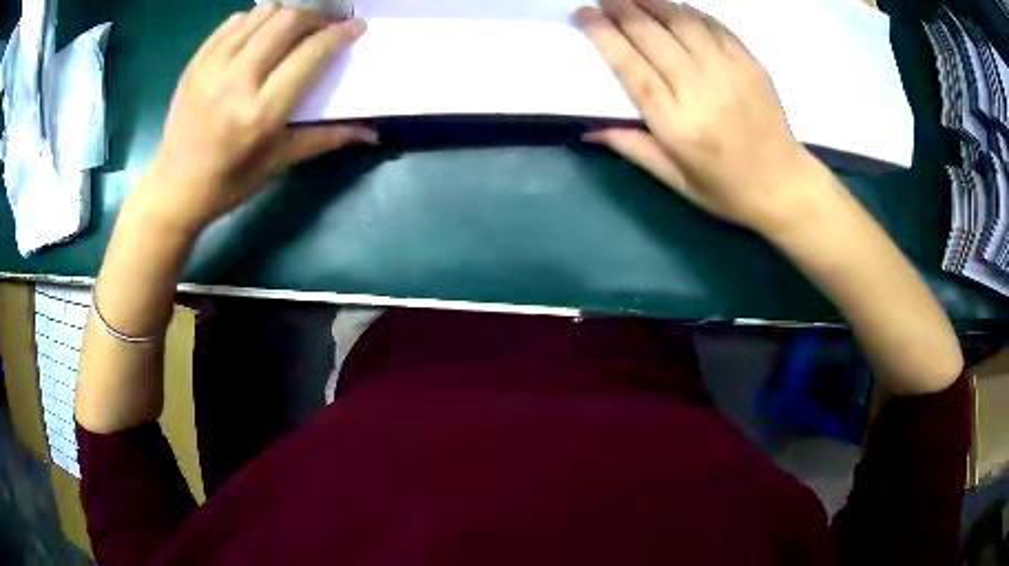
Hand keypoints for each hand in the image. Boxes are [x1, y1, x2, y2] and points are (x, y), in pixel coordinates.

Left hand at [143, 5, 376, 234]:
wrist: (173, 190)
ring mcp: (211, 67)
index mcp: (261, 113)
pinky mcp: (196, 63)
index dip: (339, 34)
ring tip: (292, 30)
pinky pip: (234, 21)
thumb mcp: (278, 164)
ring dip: (286, 15)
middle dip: (315, 17)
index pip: (311, 53)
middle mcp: (236, 81)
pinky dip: (254, 20)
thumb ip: (325, 138)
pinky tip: (259, 36)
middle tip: (323, 29)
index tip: (355, 28)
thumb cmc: (228, 184)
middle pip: (288, 20)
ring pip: (262, 13)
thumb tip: (370, 132)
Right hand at [577, 0, 826, 234]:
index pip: (631, 67)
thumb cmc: (727, 189)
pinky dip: (690, 11)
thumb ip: (634, 148)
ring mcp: (728, 72)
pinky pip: (714, 26)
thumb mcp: (676, 180)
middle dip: (621, 9)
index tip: (584, 14)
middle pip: (652, 36)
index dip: (604, 35)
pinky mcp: (749, 63)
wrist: (784, 185)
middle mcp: (699, 90)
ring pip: (681, 23)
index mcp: (676, 124)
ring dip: (652, 2)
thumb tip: (589, 128)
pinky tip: (674, 5)